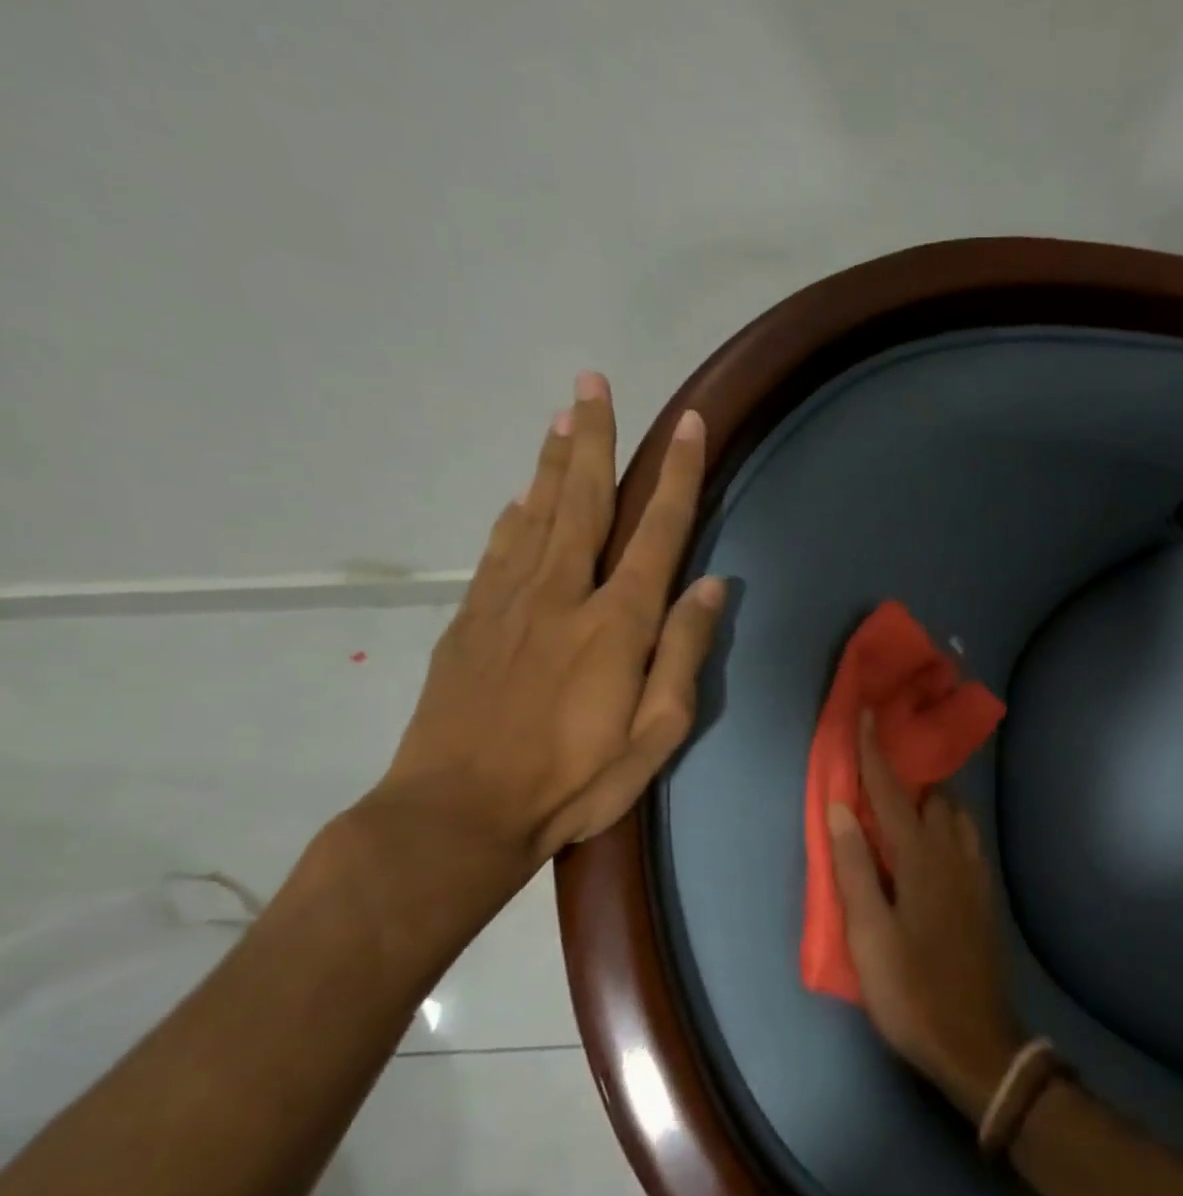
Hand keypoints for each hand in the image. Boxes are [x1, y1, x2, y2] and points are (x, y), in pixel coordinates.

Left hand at [377, 372, 723, 883]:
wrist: (458, 814)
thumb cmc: (575, 782)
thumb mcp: (657, 734)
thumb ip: (683, 653)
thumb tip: (710, 585)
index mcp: (617, 624)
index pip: (657, 531)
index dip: (677, 475)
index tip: (688, 424)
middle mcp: (563, 595)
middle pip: (584, 501)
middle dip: (594, 438)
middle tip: (594, 381)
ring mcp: (508, 603)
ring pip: (536, 513)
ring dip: (553, 460)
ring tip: (562, 413)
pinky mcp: (470, 621)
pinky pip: (500, 549)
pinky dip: (515, 512)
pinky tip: (523, 494)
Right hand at [828, 712, 1024, 1121]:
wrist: (975, 1039)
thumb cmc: (911, 990)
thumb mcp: (869, 935)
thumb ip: (855, 868)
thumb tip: (842, 807)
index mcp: (921, 859)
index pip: (894, 793)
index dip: (877, 753)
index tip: (869, 714)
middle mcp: (954, 854)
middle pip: (934, 796)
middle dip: (910, 773)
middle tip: (883, 767)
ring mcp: (974, 873)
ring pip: (956, 816)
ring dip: (932, 799)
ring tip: (905, 803)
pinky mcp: (983, 894)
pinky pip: (966, 839)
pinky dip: (947, 824)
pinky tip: (933, 842)